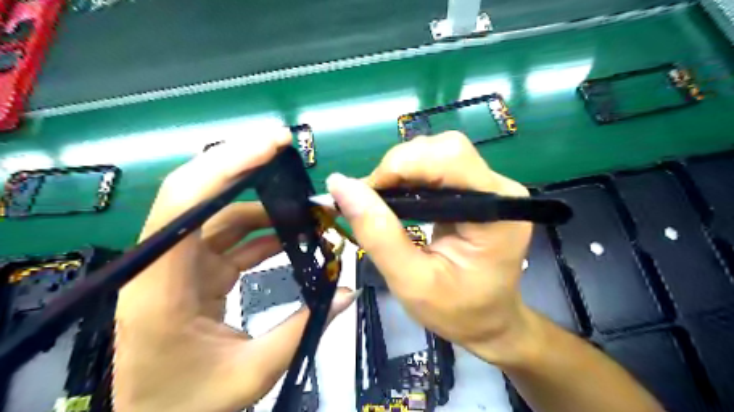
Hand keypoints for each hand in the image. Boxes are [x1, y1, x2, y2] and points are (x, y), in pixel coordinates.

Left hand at [112, 129, 354, 411]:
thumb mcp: (251, 373)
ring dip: (262, 202)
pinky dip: (260, 229)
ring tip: (304, 205)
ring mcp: (178, 265)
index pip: (184, 203)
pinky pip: (228, 237)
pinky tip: (289, 232)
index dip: (226, 165)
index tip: (272, 145)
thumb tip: (348, 292)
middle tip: (287, 149)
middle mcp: (163, 264)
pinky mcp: (194, 271)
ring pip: (218, 213)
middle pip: (198, 193)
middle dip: (243, 164)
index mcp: (162, 286)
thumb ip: (303, 329)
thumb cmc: (188, 404)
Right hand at [330, 132, 536, 366]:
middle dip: (399, 167)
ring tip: (382, 203)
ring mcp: (490, 187)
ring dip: (401, 171)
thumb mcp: (410, 282)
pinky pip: (438, 167)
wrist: (488, 321)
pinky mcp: (478, 190)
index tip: (366, 195)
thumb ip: (378, 234)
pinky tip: (398, 199)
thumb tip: (340, 185)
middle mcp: (499, 189)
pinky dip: (409, 177)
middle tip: (372, 201)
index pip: (450, 158)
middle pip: (444, 149)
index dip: (401, 165)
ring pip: (438, 152)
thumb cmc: (456, 311)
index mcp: (496, 212)